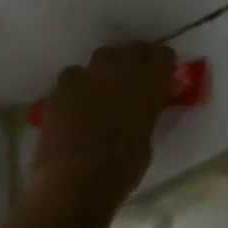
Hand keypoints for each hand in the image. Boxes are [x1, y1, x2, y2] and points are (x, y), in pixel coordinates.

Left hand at [27, 42, 177, 206]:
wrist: (76, 180)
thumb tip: (146, 109)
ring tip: (103, 87)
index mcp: (151, 83)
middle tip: (133, 79)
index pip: (164, 55)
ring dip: (107, 67)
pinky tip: (75, 101)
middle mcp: (124, 70)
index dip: (162, 64)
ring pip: (104, 54)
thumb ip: (148, 114)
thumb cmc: (122, 168)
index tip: (161, 76)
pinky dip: (78, 83)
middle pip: (134, 47)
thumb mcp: (147, 139)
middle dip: (136, 59)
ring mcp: (91, 74)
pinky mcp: (63, 86)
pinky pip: (74, 73)